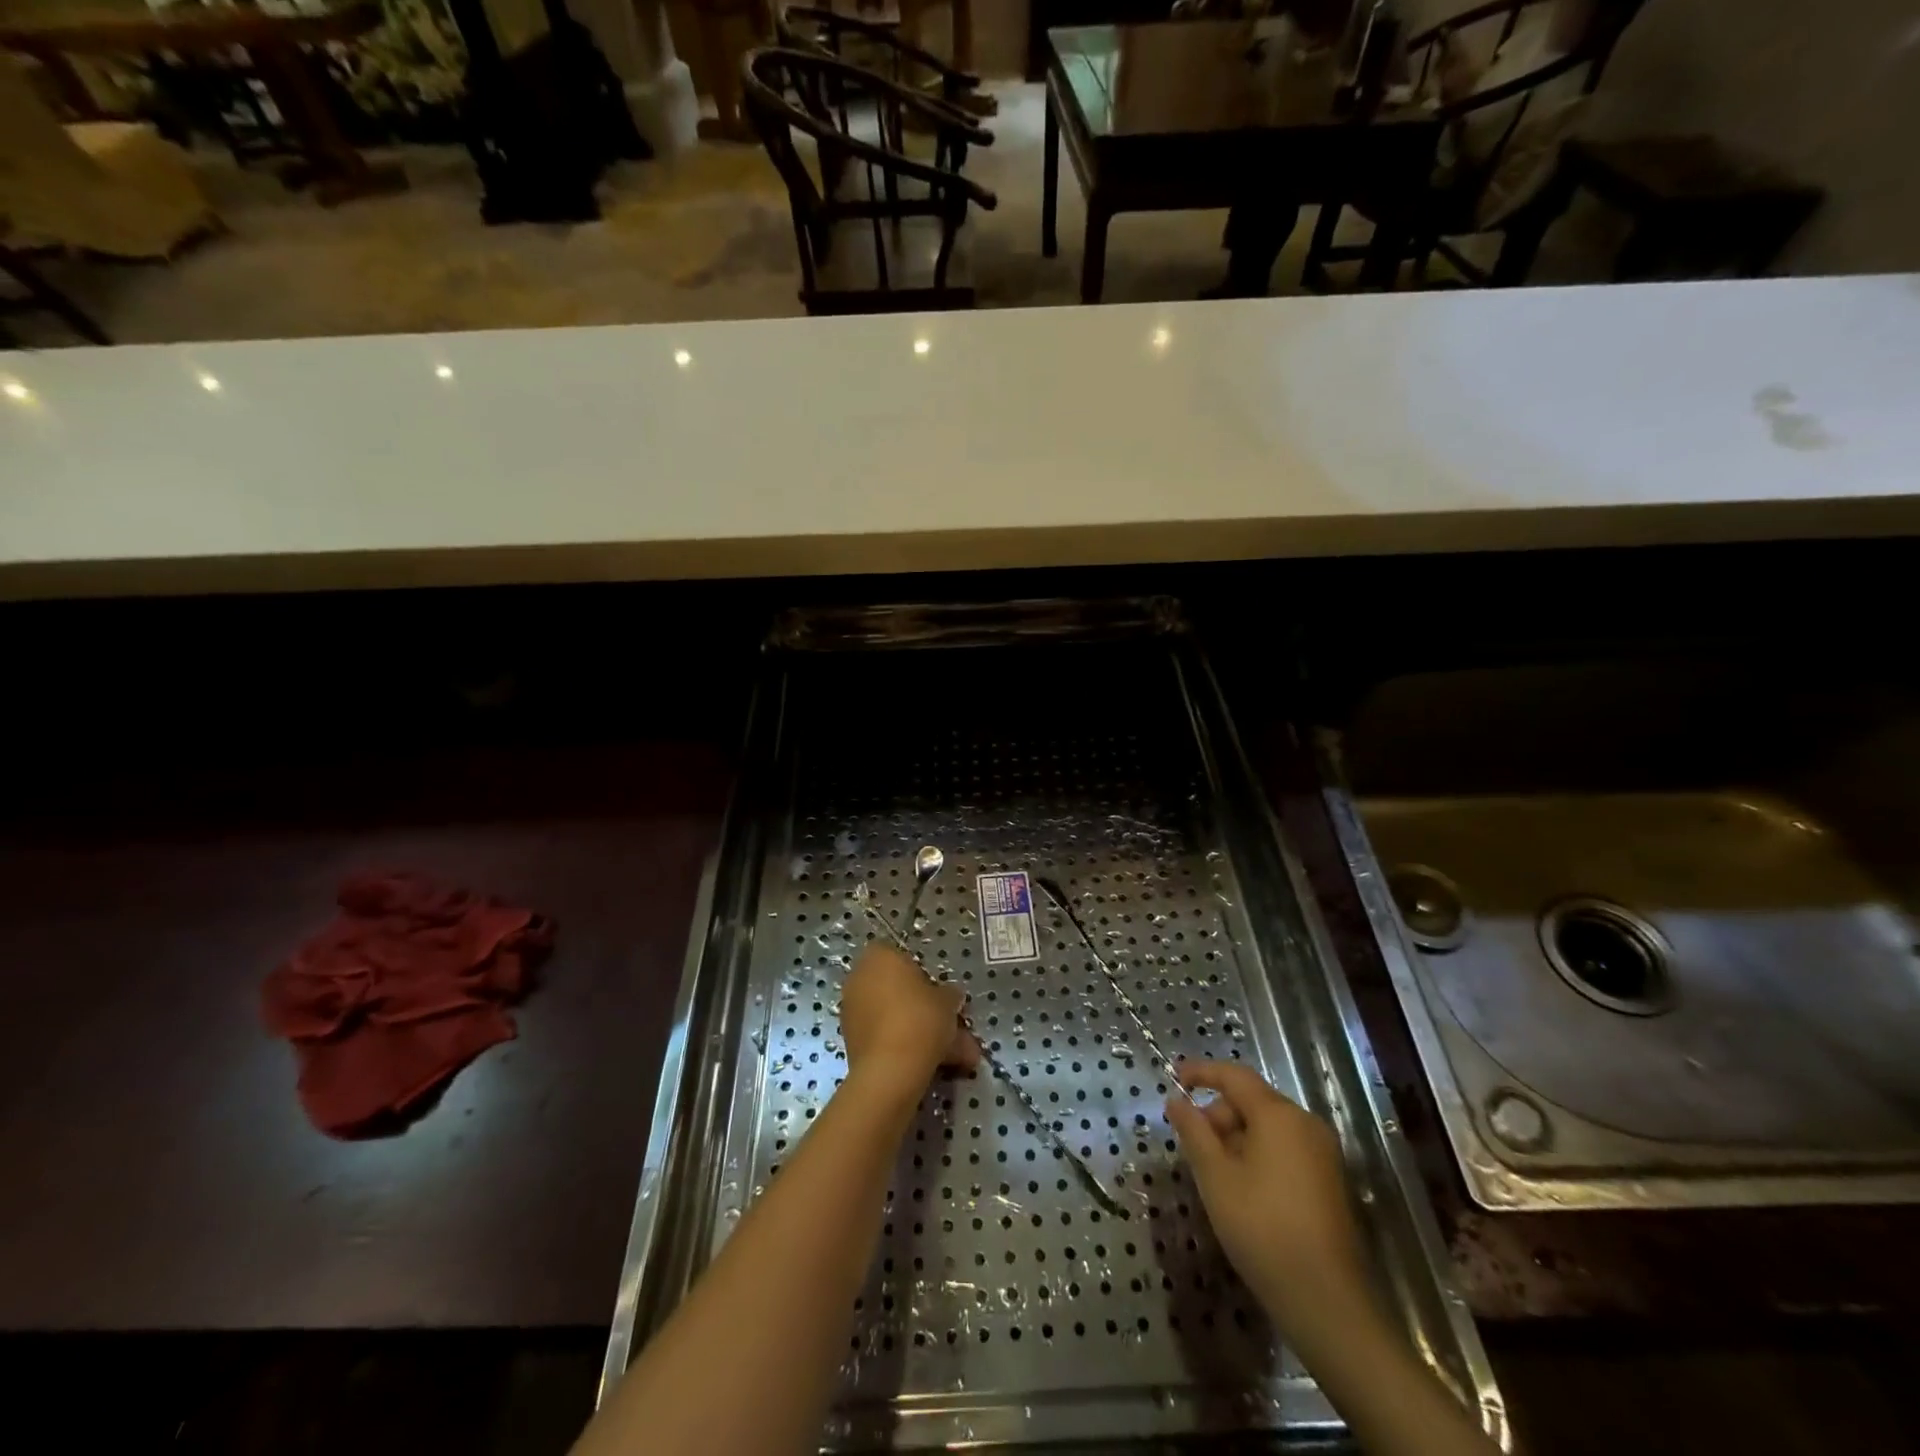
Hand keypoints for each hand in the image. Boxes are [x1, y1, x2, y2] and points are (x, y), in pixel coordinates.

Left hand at [841, 945, 979, 1094]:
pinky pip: (884, 1036)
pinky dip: (904, 1046)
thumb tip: (951, 996)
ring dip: (919, 1031)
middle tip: (949, 1025)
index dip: (922, 974)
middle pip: (896, 990)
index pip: (901, 956)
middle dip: (923, 1008)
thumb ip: (949, 994)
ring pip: (893, 1016)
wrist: (890, 1070)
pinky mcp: (850, 1040)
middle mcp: (859, 978)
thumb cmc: (920, 1019)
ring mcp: (852, 1010)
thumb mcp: (947, 1001)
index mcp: (879, 956)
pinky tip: (931, 1065)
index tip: (938, 992)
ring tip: (952, 1056)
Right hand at [1165, 1060, 1371, 1347]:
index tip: (1174, 1076)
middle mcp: (1306, 1123)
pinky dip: (1258, 1154)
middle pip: (1252, 1101)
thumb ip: (1193, 1131)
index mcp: (1279, 1115)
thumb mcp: (1215, 1177)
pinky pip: (1285, 1149)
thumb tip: (1176, 1101)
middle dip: (1218, 1114)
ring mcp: (1323, 1153)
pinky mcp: (1330, 1181)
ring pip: (1268, 1127)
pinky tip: (1242, 1188)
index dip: (1201, 1072)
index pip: (1234, 1076)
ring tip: (1214, 1172)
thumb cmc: (1263, 1229)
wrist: (1329, 1303)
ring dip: (1236, 1138)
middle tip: (1192, 1145)